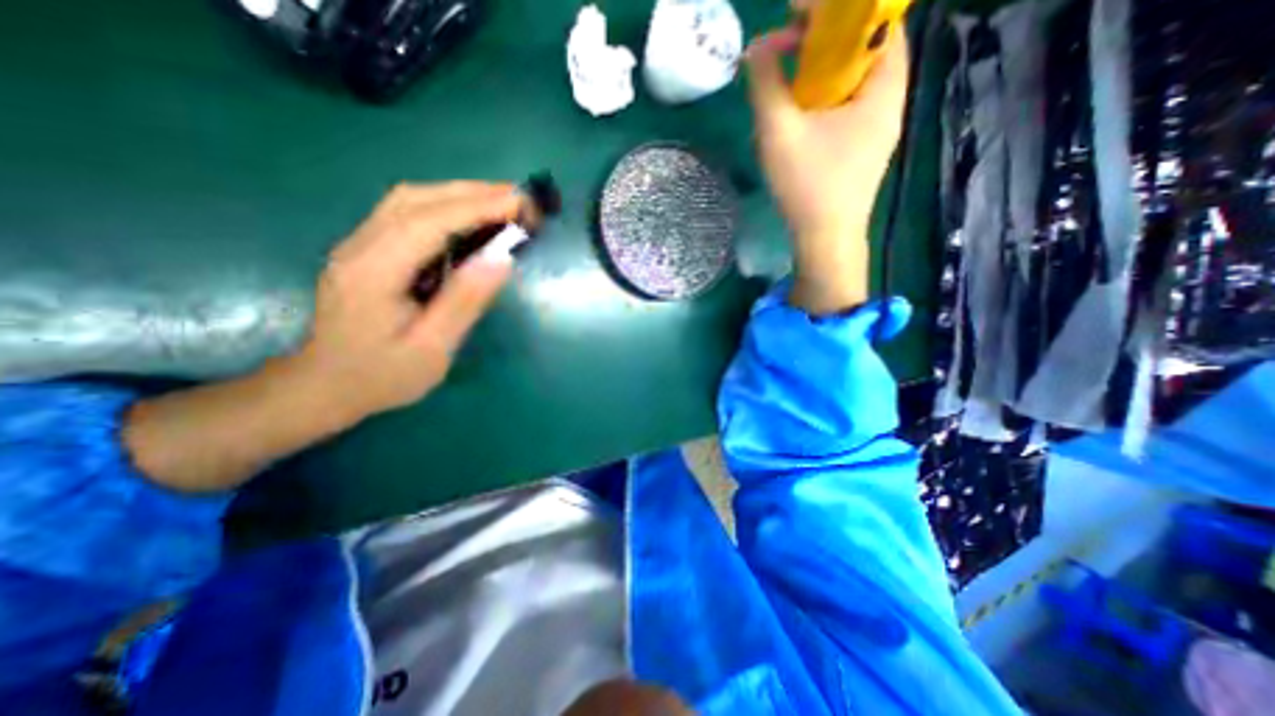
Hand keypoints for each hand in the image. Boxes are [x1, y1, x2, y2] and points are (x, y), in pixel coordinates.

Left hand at [122, 182, 517, 490]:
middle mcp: (361, 245)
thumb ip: (464, 301)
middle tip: (519, 198)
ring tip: (501, 203)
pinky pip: (407, 214)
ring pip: (410, 200)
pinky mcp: (368, 249)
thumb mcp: (432, 348)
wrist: (324, 386)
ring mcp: (360, 244)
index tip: (519, 203)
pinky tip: (469, 219)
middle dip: (472, 193)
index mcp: (374, 271)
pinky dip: (445, 207)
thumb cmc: (382, 375)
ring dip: (459, 195)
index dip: (477, 207)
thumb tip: (502, 259)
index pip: (430, 221)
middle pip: (417, 199)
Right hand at [743, 21, 912, 314]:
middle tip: (784, 50)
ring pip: (851, 82)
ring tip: (785, 85)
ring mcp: (877, 129)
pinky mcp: (862, 150)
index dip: (836, 9)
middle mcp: (888, 102)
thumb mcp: (779, 132)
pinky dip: (822, 101)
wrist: (826, 240)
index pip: (874, 22)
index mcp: (882, 87)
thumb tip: (755, 50)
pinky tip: (797, 120)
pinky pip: (845, 109)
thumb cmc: (808, 185)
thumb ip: (765, 85)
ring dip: (819, 74)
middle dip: (822, 41)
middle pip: (862, 50)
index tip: (796, 13)